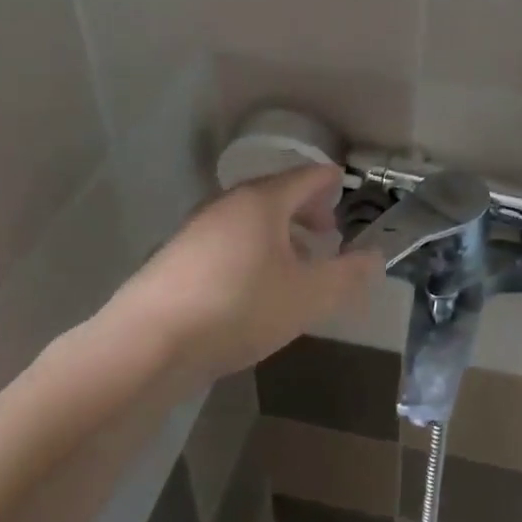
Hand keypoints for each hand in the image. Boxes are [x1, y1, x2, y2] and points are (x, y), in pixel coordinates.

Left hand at [100, 163, 381, 382]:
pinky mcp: (174, 259)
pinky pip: (225, 241)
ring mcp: (195, 230)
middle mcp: (226, 205)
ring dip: (277, 232)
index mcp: (262, 201)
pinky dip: (249, 250)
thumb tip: (375, 258)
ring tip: (294, 263)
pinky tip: (252, 286)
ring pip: (248, 219)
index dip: (329, 181)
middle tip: (326, 232)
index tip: (343, 186)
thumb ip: (348, 275)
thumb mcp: (309, 296)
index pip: (305, 177)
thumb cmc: (239, 308)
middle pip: (275, 194)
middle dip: (305, 209)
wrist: (146, 345)